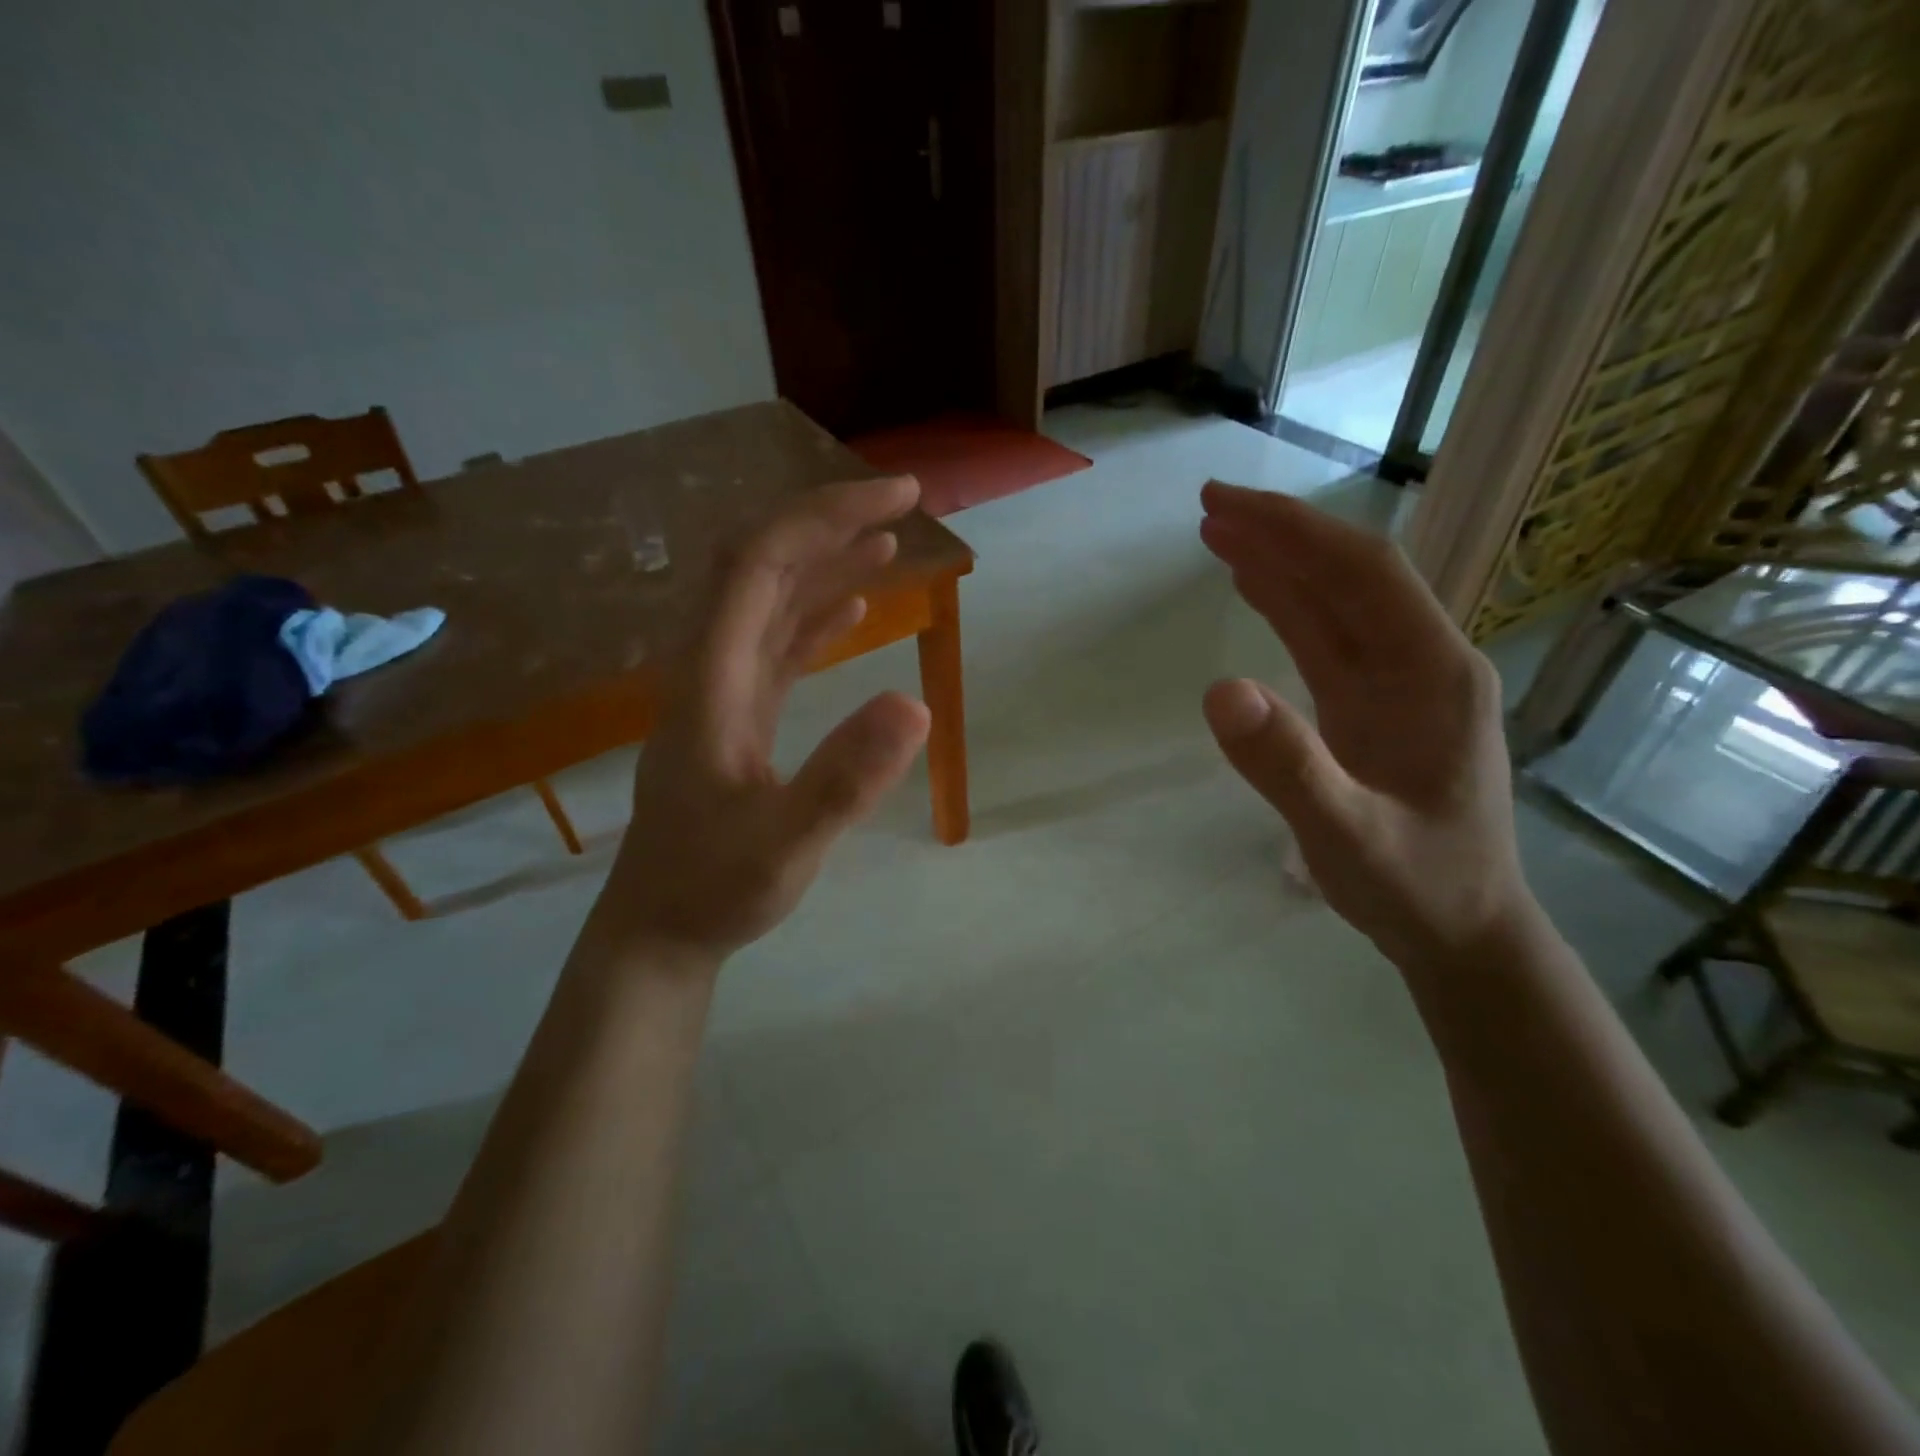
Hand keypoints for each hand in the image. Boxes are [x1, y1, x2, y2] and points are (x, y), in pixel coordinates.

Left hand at [602, 475, 931, 960]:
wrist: (658, 930)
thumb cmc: (713, 890)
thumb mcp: (785, 846)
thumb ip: (845, 781)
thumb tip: (918, 706)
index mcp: (711, 678)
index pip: (760, 563)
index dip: (825, 516)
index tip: (898, 499)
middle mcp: (709, 667)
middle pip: (761, 565)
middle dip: (831, 522)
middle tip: (905, 503)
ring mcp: (720, 690)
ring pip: (769, 601)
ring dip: (826, 562)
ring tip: (889, 541)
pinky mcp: (736, 715)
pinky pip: (775, 645)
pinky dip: (815, 616)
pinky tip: (853, 610)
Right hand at [1198, 481, 1531, 970]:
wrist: (1465, 933)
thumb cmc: (1417, 887)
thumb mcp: (1349, 838)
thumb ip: (1290, 767)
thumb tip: (1219, 690)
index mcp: (1433, 674)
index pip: (1361, 574)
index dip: (1293, 531)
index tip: (1223, 507)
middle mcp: (1422, 662)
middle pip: (1348, 575)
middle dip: (1280, 533)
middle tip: (1206, 508)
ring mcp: (1399, 684)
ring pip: (1335, 603)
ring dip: (1278, 563)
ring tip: (1215, 533)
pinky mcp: (1374, 707)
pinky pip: (1326, 639)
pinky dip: (1286, 605)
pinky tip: (1253, 587)